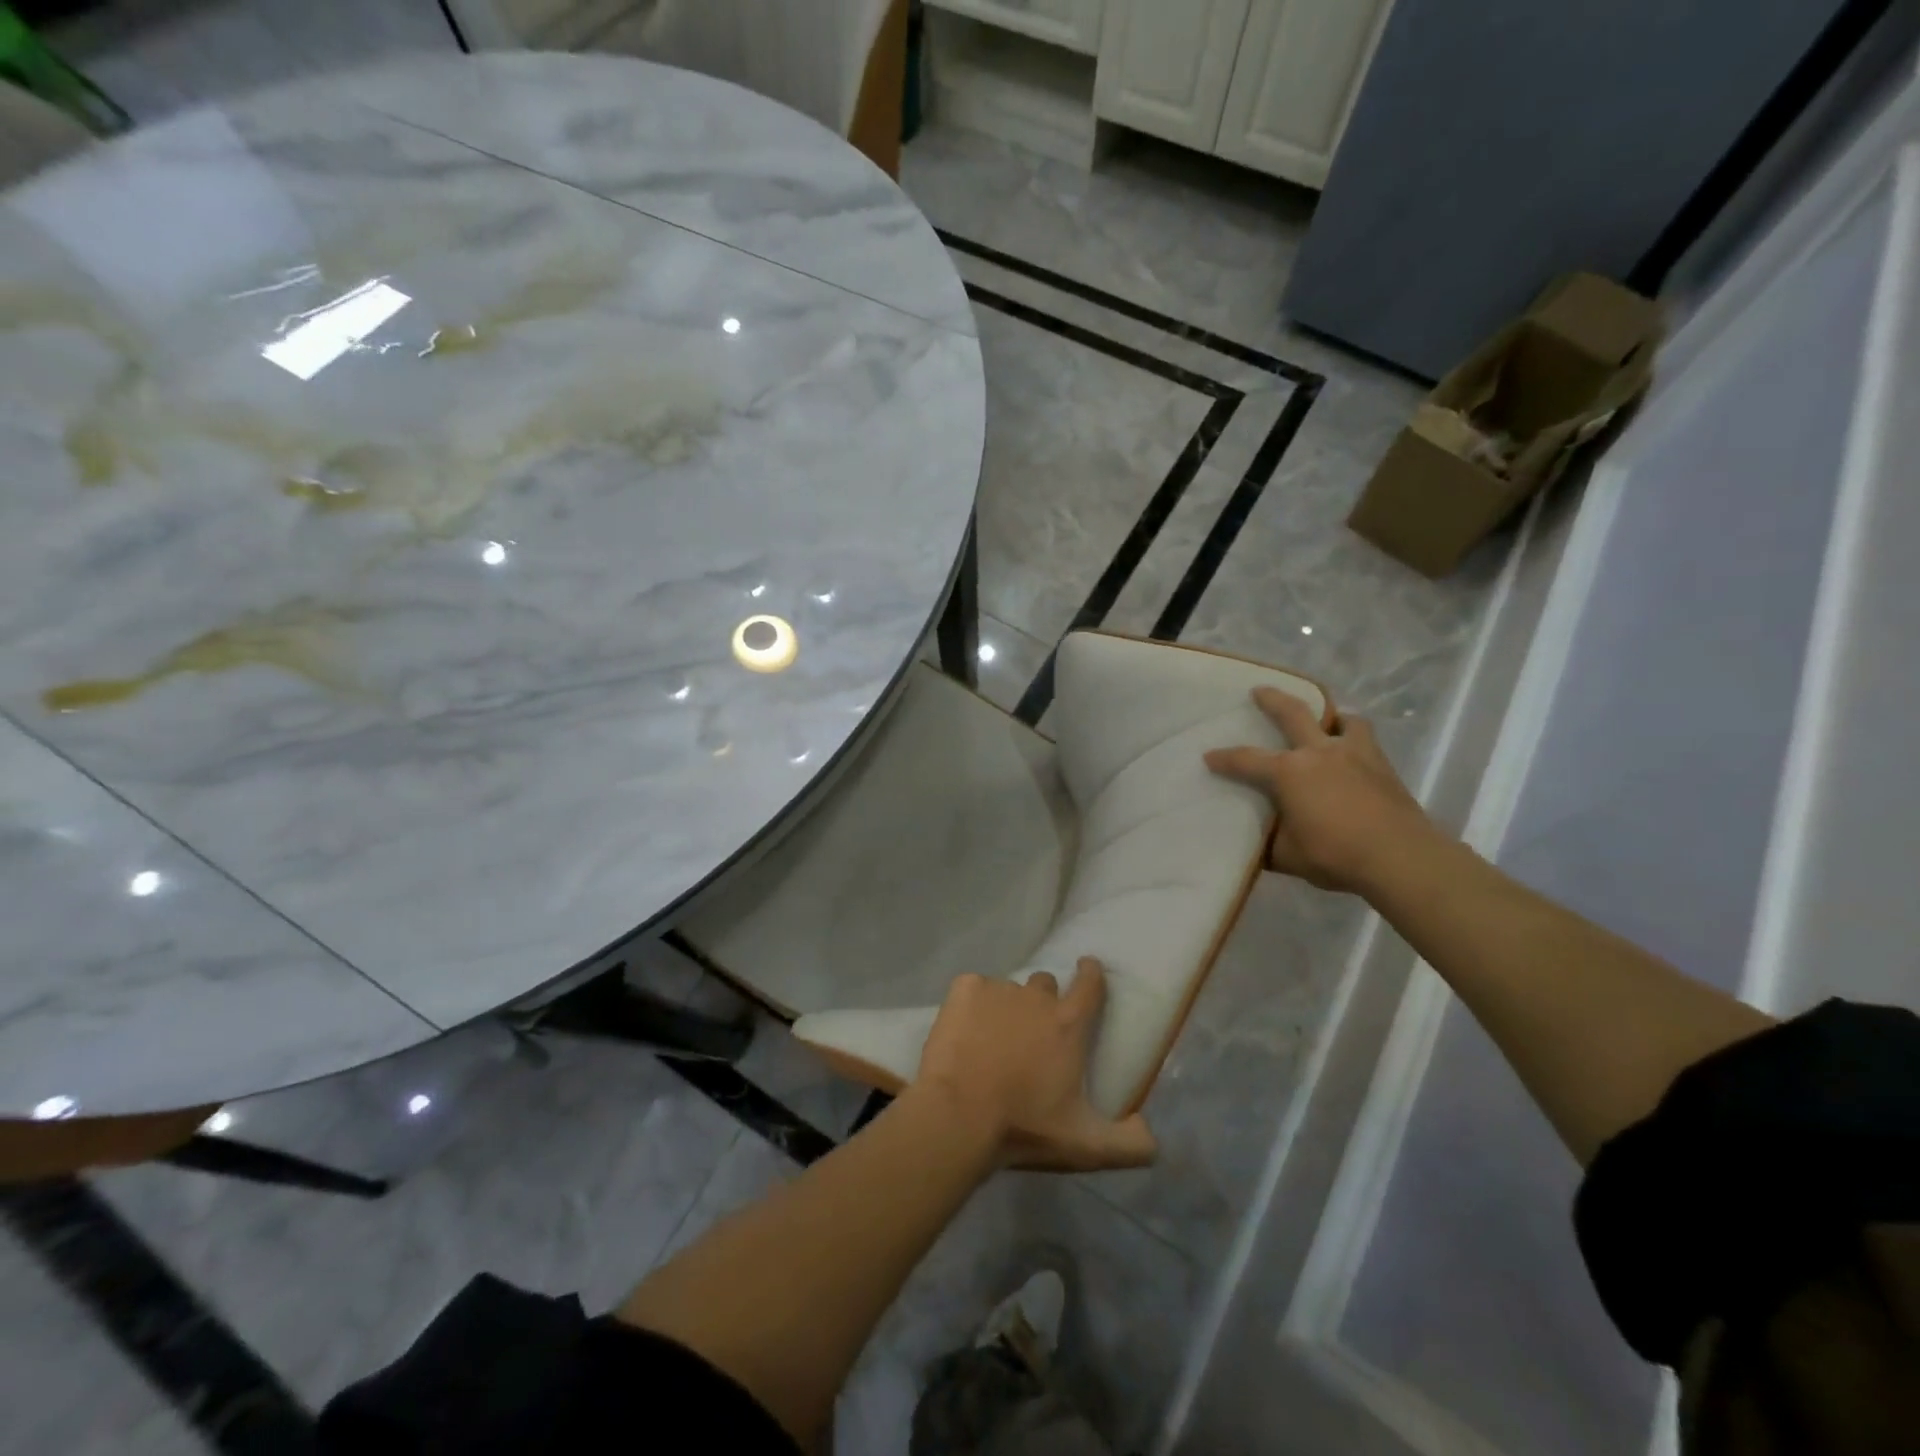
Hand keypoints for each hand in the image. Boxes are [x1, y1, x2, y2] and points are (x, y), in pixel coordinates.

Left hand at [913, 958, 1157, 1172]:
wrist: (958, 1117)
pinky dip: (971, 1005)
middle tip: (1030, 1033)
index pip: (1090, 985)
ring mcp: (998, 989)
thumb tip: (1151, 1135)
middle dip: (1042, 1002)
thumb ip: (1129, 1145)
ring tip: (991, 1039)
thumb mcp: (1085, 1147)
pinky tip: (964, 1032)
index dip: (1091, 974)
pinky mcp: (964, 989)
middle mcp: (1036, 997)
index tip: (1088, 967)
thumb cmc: (1024, 1128)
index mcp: (1068, 1025)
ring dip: (1005, 1008)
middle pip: (1045, 985)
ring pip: (1007, 990)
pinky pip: (973, 988)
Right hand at [1205, 687, 1440, 894]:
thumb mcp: (1287, 856)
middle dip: (1272, 700)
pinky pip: (1366, 740)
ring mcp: (1354, 754)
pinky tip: (1354, 751)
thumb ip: (1268, 844)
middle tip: (1259, 690)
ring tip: (1326, 720)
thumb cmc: (1335, 855)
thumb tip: (1255, 843)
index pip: (1246, 760)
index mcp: (1289, 772)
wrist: (1400, 858)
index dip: (1224, 758)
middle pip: (1292, 714)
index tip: (1208, 756)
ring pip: (1342, 720)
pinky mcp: (1382, 765)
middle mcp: (1318, 752)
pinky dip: (1355, 737)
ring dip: (1330, 715)